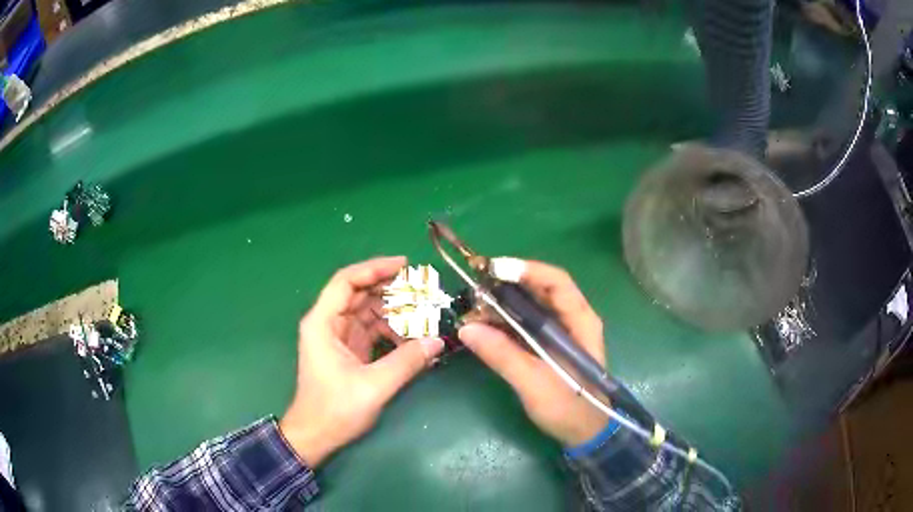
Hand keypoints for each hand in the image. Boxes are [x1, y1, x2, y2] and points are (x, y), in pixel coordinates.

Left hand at [280, 257, 444, 466]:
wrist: (316, 435)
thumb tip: (437, 341)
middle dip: (390, 290)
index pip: (347, 282)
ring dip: (393, 312)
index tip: (404, 265)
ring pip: (367, 312)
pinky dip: (390, 331)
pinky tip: (411, 338)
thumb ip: (406, 362)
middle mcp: (328, 323)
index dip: (374, 269)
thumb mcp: (373, 386)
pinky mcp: (347, 351)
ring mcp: (337, 337)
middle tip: (422, 290)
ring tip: (423, 314)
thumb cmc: (335, 410)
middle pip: (359, 293)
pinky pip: (370, 330)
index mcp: (323, 323)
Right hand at [458, 260, 609, 446]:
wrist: (584, 433)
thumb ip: (503, 355)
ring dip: (502, 303)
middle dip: (507, 285)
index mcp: (580, 321)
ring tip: (473, 308)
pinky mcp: (547, 345)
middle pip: (540, 289)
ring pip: (530, 305)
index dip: (526, 270)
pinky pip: (524, 323)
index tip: (493, 270)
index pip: (556, 281)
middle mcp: (571, 319)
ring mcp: (559, 332)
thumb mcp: (535, 383)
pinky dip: (503, 321)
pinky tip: (483, 326)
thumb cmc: (569, 407)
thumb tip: (467, 328)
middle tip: (474, 289)